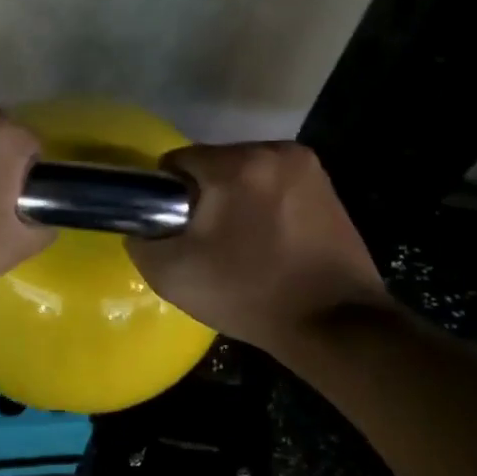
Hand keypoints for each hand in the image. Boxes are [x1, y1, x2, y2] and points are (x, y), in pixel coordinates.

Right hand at [126, 142, 385, 349]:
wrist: (334, 324)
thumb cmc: (249, 295)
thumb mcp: (173, 275)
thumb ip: (141, 240)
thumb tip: (142, 225)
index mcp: (236, 165)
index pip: (178, 161)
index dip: (168, 195)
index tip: (177, 228)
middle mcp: (274, 151)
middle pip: (215, 162)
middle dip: (206, 194)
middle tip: (209, 240)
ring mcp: (307, 166)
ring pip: (247, 171)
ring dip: (237, 196)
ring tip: (242, 242)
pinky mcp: (328, 185)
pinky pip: (276, 183)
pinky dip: (266, 202)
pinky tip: (271, 239)